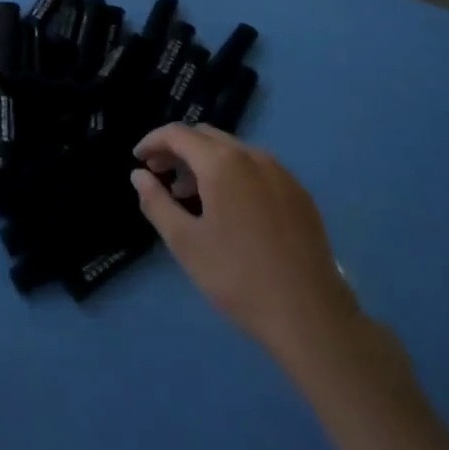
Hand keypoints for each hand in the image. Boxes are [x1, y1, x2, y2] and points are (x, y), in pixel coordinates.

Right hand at [132, 124, 357, 366]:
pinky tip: (230, 209)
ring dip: (205, 162)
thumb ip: (156, 202)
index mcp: (222, 163)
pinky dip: (233, 174)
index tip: (138, 160)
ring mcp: (281, 173)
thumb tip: (138, 175)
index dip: (152, 142)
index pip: (178, 134)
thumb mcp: (185, 243)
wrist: (310, 315)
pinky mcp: (300, 193)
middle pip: (206, 136)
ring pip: (233, 151)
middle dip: (178, 150)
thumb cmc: (238, 278)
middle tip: (160, 176)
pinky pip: (257, 169)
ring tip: (190, 197)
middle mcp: (253, 156)